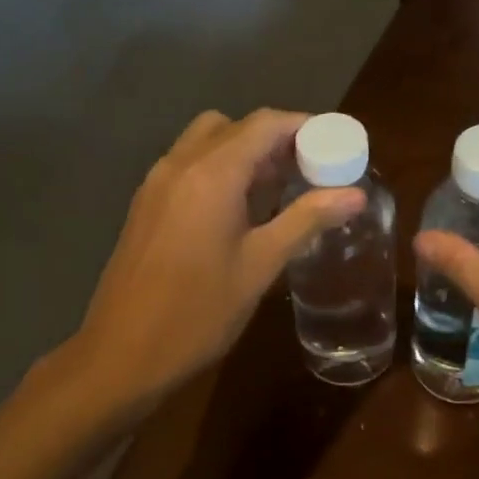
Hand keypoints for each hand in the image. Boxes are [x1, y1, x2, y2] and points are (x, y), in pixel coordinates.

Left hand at [62, 108, 364, 410]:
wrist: (122, 354)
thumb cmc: (198, 312)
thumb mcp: (261, 266)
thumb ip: (307, 220)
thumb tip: (356, 194)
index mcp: (212, 174)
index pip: (264, 124)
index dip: (302, 126)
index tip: (333, 144)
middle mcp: (180, 165)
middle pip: (234, 127)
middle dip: (274, 138)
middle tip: (307, 169)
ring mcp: (156, 183)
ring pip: (206, 142)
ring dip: (243, 151)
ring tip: (277, 189)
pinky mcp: (145, 204)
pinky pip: (188, 165)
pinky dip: (218, 168)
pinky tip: (238, 210)